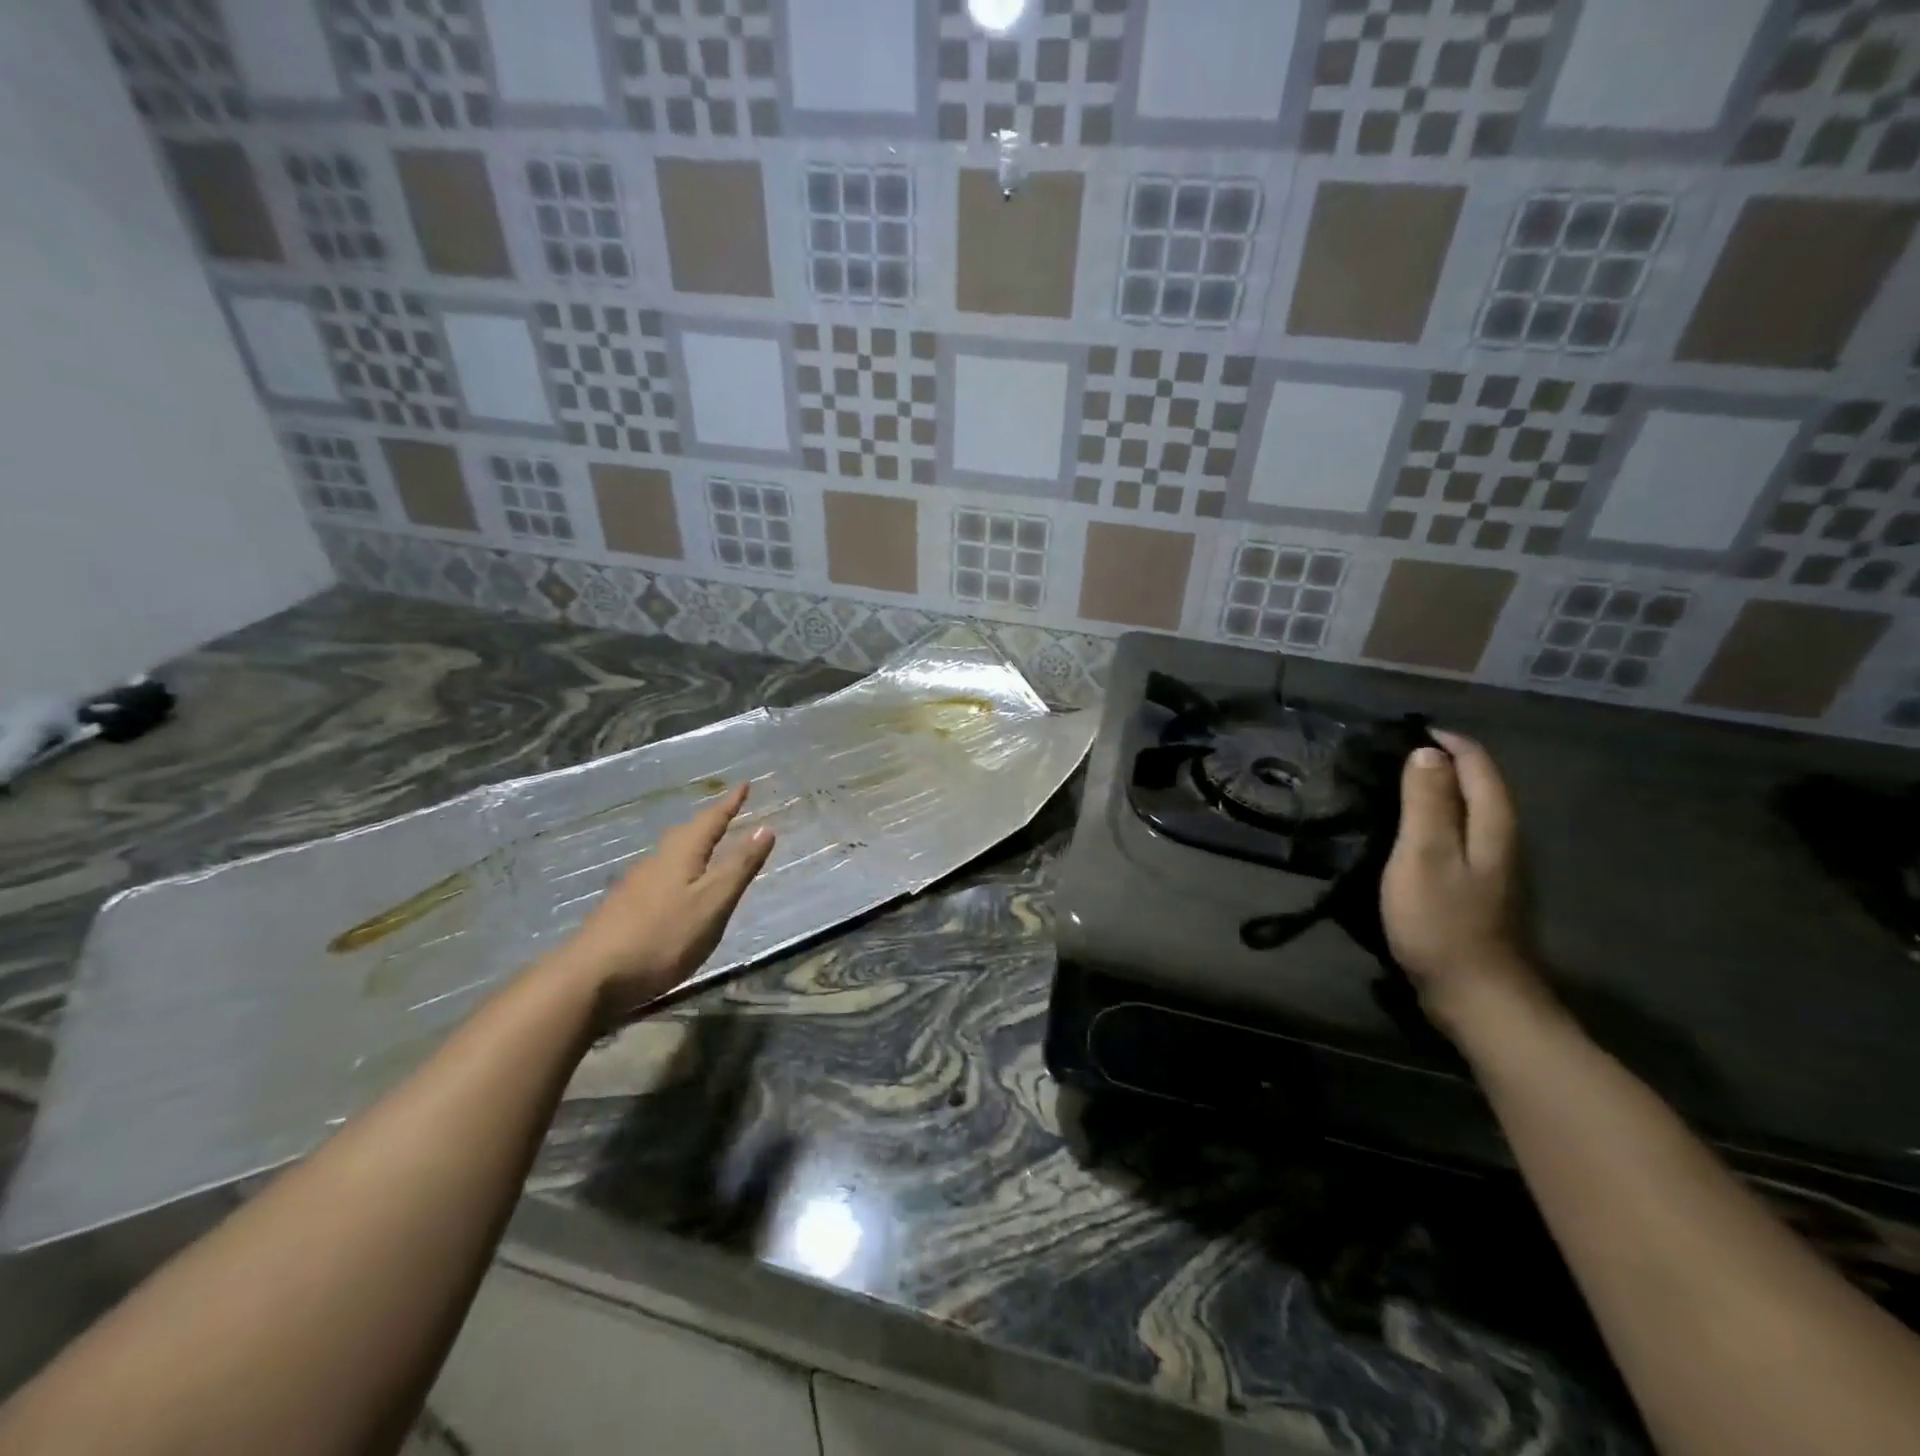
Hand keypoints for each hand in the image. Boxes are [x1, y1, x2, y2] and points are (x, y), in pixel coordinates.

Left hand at [554, 783, 775, 1021]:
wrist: (590, 977)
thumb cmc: (663, 936)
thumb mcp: (713, 903)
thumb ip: (739, 867)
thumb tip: (765, 827)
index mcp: (681, 854)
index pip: (711, 820)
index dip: (730, 803)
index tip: (745, 784)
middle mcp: (656, 861)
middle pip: (686, 834)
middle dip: (708, 823)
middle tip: (727, 813)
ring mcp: (634, 886)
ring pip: (669, 855)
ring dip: (691, 847)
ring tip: (707, 849)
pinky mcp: (622, 909)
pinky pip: (658, 877)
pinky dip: (677, 872)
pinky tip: (675, 890)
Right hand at [1381, 731, 1541, 1035]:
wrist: (1476, 997)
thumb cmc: (1443, 923)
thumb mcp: (1425, 856)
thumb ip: (1427, 802)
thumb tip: (1427, 752)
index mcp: (1493, 824)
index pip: (1476, 763)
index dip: (1443, 741)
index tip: (1399, 732)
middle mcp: (1502, 838)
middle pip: (1478, 784)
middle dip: (1439, 761)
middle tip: (1388, 756)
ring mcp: (1494, 867)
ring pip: (1468, 811)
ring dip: (1436, 791)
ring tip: (1391, 784)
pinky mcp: (1479, 890)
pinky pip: (1459, 837)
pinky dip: (1435, 820)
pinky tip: (1406, 832)